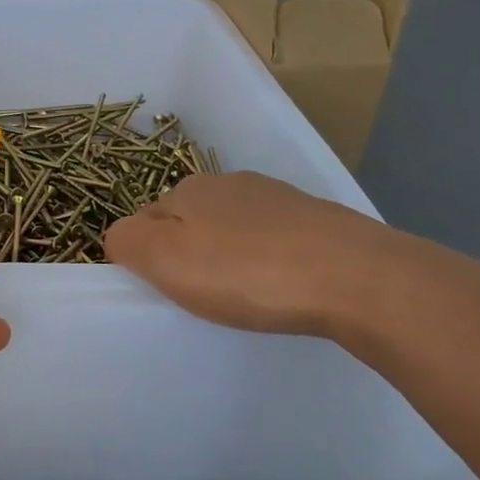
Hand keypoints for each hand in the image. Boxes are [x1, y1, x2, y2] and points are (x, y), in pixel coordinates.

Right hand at [103, 171, 403, 336]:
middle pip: (191, 220)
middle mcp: (229, 183)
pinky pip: (273, 240)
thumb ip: (126, 241)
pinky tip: (284, 286)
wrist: (358, 278)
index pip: (146, 219)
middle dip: (189, 252)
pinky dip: (269, 260)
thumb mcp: (164, 259)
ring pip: (234, 228)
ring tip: (247, 295)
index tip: (166, 290)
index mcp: (189, 189)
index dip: (148, 255)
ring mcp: (277, 198)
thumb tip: (121, 238)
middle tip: (204, 296)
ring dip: (230, 255)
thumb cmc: (247, 272)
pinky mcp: (318, 219)